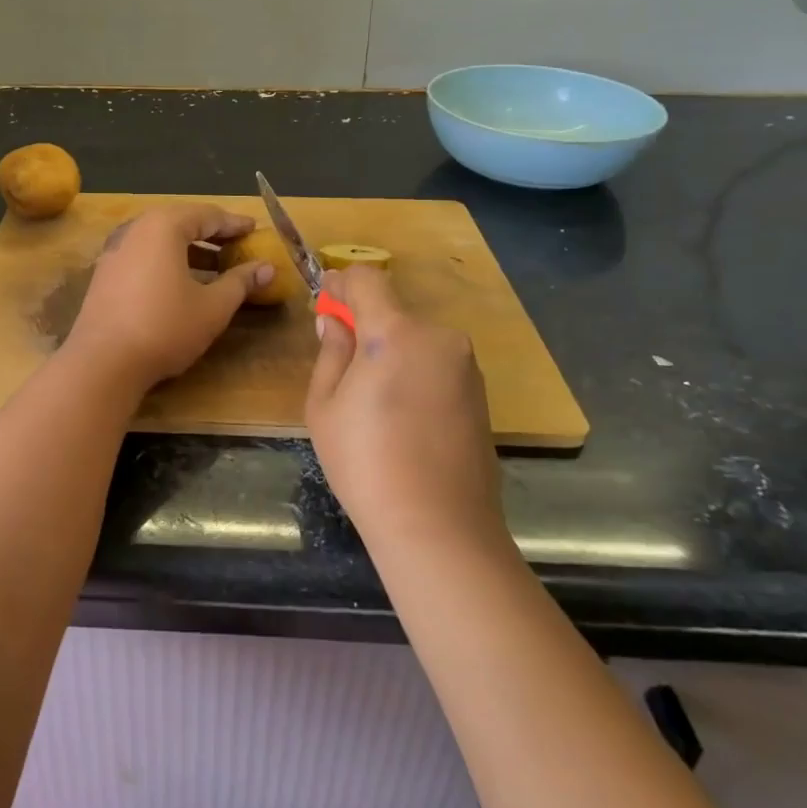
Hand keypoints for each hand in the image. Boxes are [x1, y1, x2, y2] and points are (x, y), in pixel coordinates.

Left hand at [64, 203, 271, 391]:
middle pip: (180, 222)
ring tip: (214, 267)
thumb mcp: (212, 307)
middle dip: (210, 234)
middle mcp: (135, 229)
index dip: (234, 224)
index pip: (207, 215)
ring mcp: (115, 250)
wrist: (103, 362)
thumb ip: (240, 282)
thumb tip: (267, 268)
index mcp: (164, 226)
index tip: (255, 230)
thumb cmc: (165, 327)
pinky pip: (143, 255)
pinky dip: (166, 261)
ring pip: (159, 240)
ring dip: (188, 249)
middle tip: (236, 245)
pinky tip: (180, 283)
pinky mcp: (104, 273)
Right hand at [306, 266, 508, 553]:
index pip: (367, 279)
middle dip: (366, 326)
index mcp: (397, 332)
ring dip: (393, 353)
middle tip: (342, 365)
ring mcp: (466, 367)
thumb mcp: (325, 406)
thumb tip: (334, 323)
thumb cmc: (366, 463)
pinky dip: (416, 375)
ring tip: (373, 403)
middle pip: (394, 312)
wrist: (439, 527)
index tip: (325, 303)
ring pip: (417, 341)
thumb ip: (331, 353)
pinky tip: (404, 420)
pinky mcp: (481, 395)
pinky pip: (438, 366)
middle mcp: (439, 338)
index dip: (341, 284)